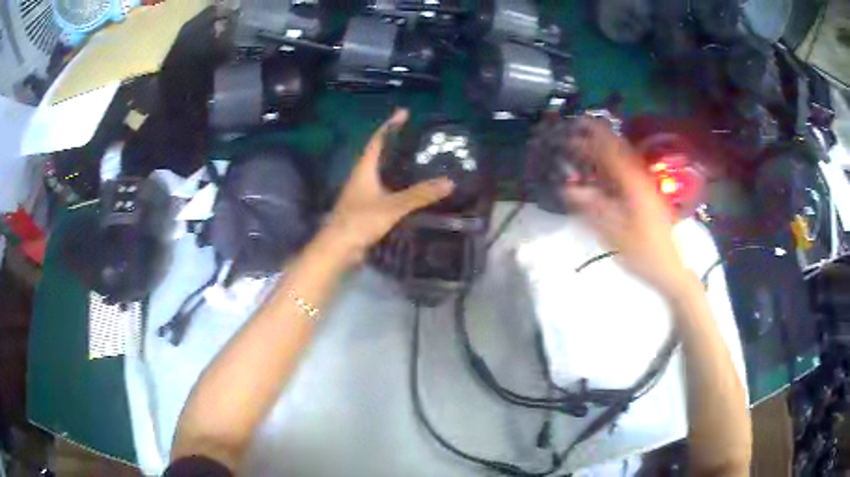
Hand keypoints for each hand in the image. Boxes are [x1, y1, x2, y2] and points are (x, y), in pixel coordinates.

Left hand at [323, 109, 454, 263]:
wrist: (339, 248)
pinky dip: (396, 182)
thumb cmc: (360, 221)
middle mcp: (362, 177)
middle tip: (416, 136)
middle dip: (395, 142)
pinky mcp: (366, 207)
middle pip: (378, 153)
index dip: (390, 126)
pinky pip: (383, 188)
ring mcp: (362, 192)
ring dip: (395, 163)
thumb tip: (449, 182)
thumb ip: (419, 195)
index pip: (377, 140)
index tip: (404, 113)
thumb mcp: (392, 206)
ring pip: (381, 171)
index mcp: (364, 169)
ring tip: (416, 158)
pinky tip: (409, 188)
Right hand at [562, 118, 691, 297]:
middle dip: (597, 138)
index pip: (610, 149)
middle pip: (618, 149)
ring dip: (604, 150)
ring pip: (623, 160)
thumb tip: (567, 188)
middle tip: (576, 132)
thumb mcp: (614, 233)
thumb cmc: (643, 253)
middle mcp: (640, 178)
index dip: (593, 134)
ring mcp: (645, 186)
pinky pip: (626, 172)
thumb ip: (591, 207)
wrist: (670, 269)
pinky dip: (611, 165)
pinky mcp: (647, 195)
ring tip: (584, 146)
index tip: (575, 123)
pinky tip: (602, 171)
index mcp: (633, 183)